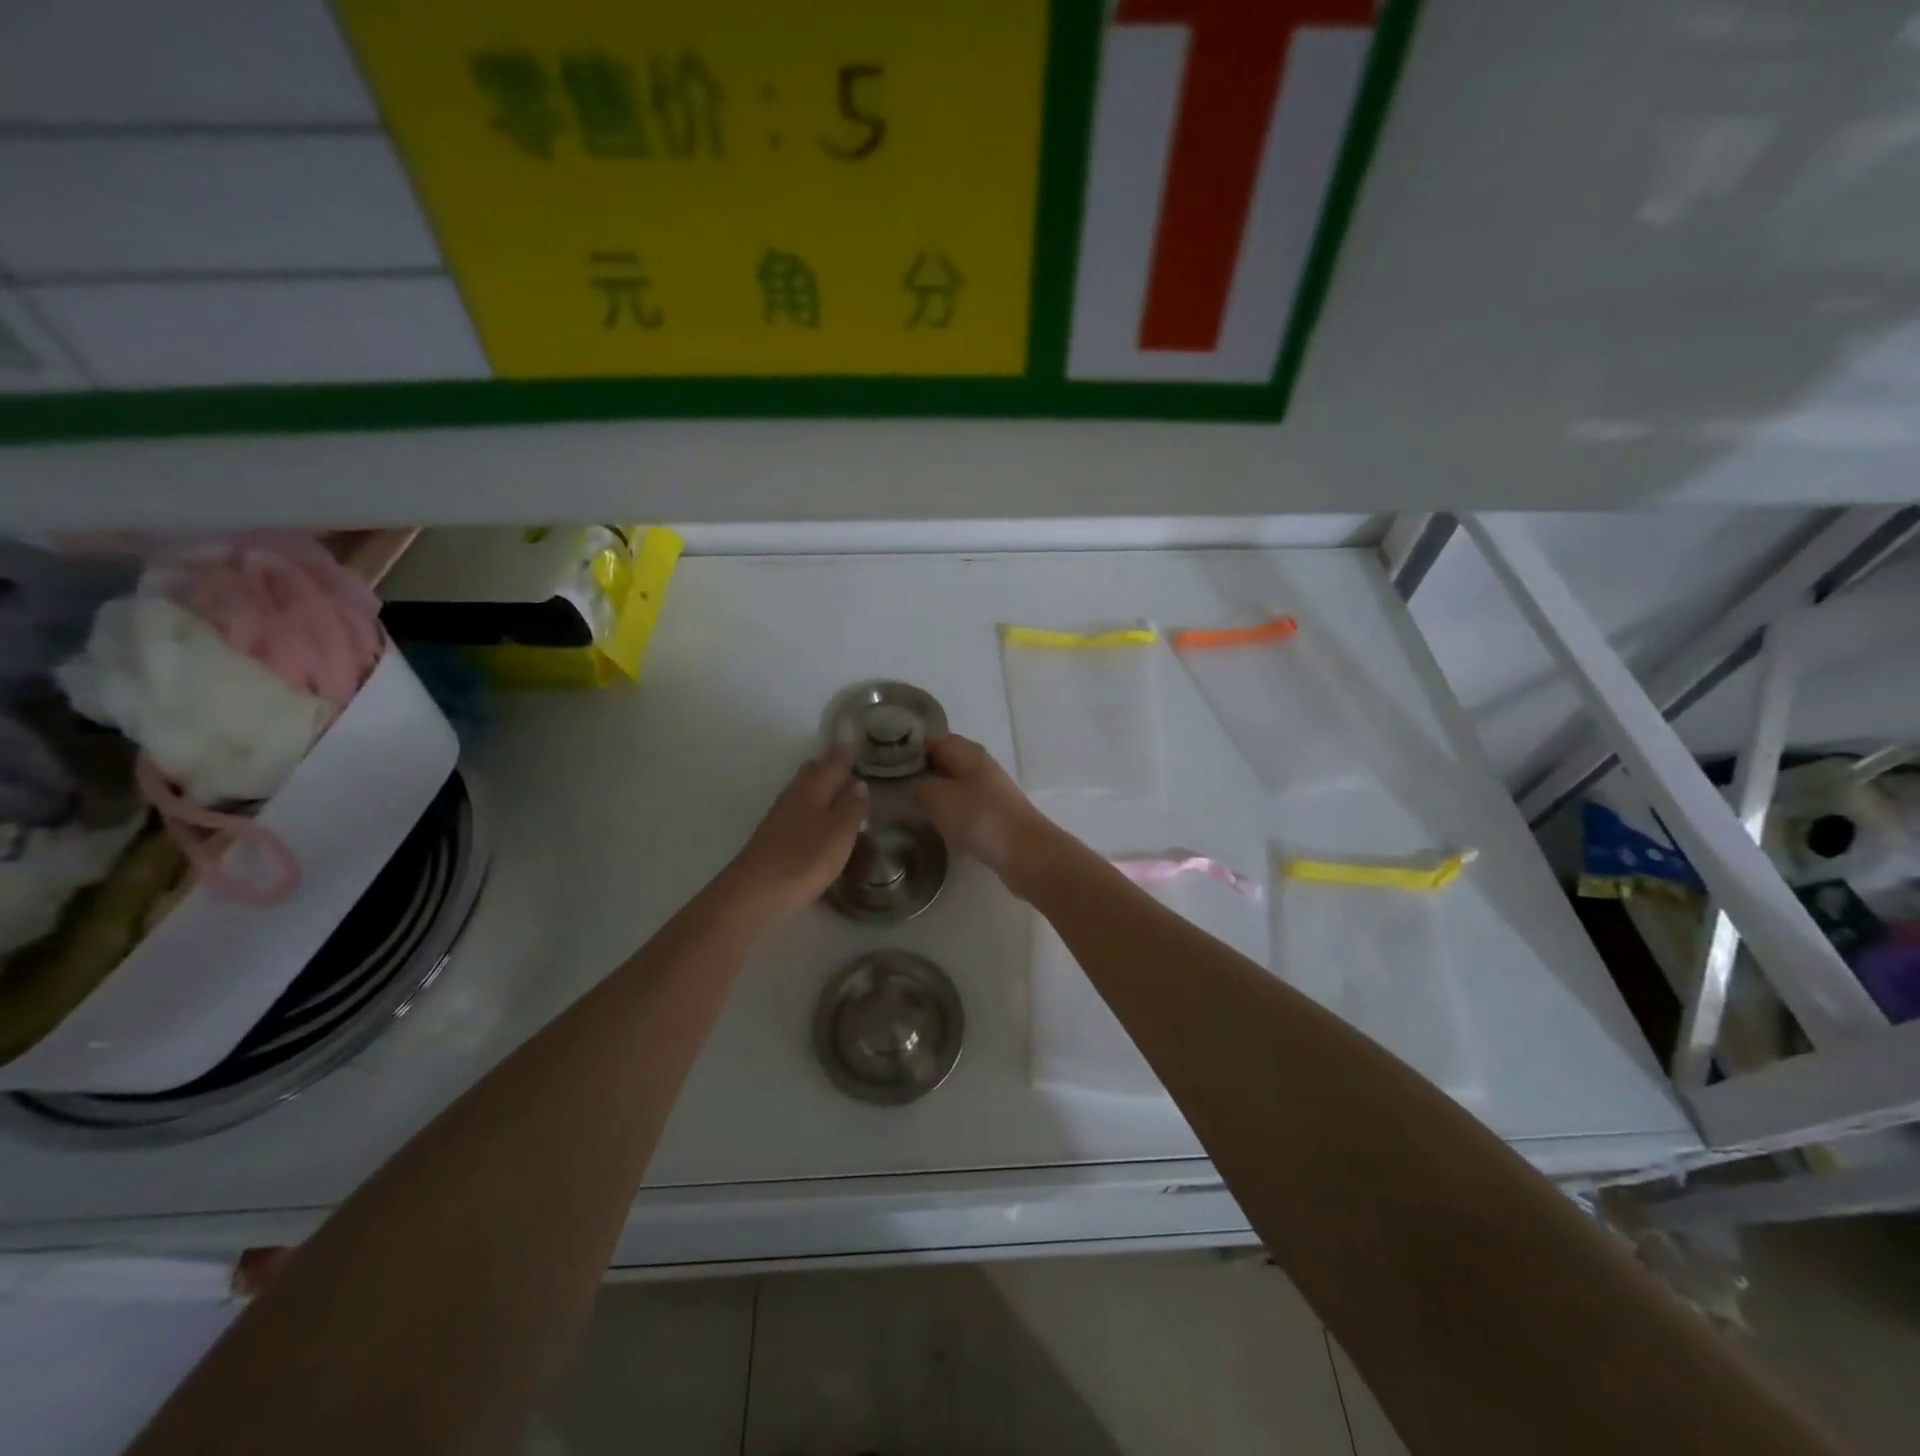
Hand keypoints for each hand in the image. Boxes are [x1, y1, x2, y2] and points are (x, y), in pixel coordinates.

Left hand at [727, 748, 866, 917]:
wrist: (755, 893)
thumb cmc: (804, 858)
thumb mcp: (840, 833)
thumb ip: (852, 807)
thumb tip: (859, 783)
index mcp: (813, 788)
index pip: (833, 761)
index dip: (845, 749)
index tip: (856, 735)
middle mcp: (794, 796)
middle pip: (812, 771)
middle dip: (829, 764)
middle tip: (851, 763)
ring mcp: (780, 817)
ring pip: (803, 790)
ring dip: (820, 786)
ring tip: (840, 790)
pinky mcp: (773, 837)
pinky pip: (797, 810)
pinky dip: (812, 807)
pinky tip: (819, 820)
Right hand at [911, 735, 1059, 892]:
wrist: (1024, 852)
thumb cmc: (978, 817)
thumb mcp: (937, 799)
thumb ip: (919, 788)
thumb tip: (913, 786)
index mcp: (967, 752)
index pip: (933, 740)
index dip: (910, 749)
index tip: (888, 764)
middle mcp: (981, 765)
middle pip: (946, 763)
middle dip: (923, 774)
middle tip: (896, 789)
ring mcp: (992, 790)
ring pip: (957, 786)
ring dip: (938, 796)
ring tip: (913, 810)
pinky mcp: (997, 814)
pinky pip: (968, 809)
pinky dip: (953, 816)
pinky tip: (941, 829)